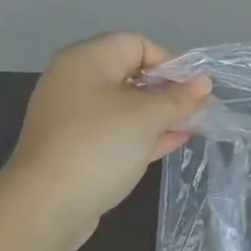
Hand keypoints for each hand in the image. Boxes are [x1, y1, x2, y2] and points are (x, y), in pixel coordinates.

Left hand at [0, 32, 210, 250]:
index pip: (136, 44)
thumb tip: (204, 83)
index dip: (170, 62)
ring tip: (194, 125)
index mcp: (86, 60)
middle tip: (200, 109)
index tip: (195, 89)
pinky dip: (144, 133)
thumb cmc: (98, 146)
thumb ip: (177, 98)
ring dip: (159, 114)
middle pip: (131, 74)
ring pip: (126, 106)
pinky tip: (174, 141)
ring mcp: (75, 117)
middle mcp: (76, 81)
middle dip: (168, 90)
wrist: (47, 205)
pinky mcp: (78, 148)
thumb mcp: (145, 118)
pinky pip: (117, 131)